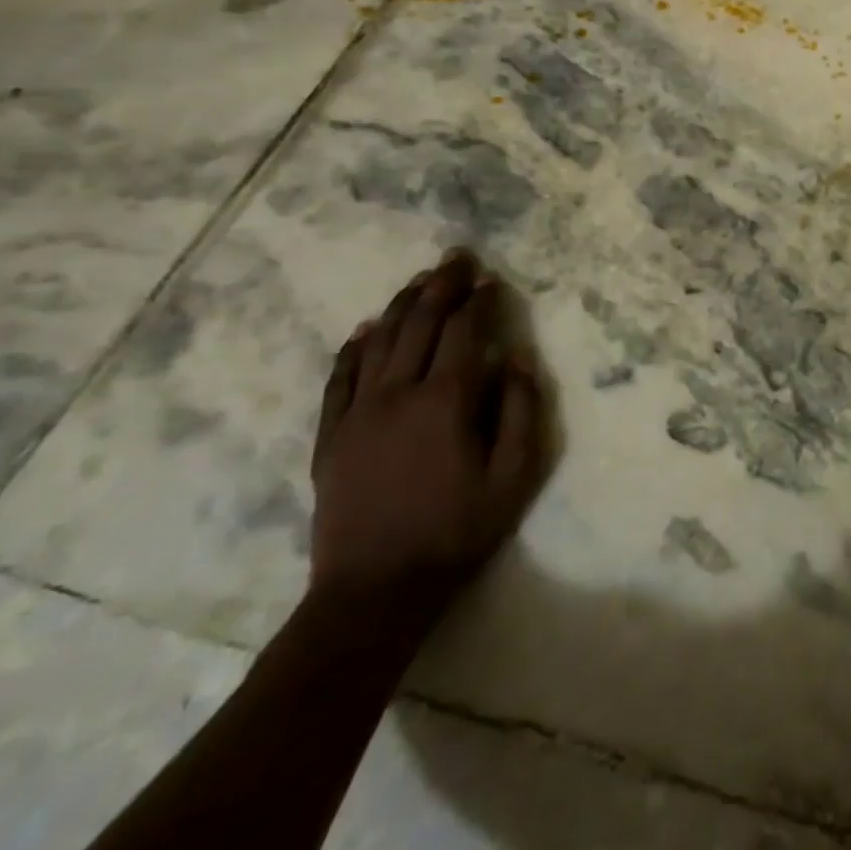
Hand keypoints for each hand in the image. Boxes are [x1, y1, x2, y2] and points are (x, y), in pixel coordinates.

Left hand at [309, 250, 548, 627]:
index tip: (492, 280)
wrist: (374, 591)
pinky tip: (363, 330)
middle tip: (456, 258)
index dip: (479, 301)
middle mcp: (396, 394)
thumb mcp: (514, 475)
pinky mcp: (330, 437)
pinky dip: (353, 349)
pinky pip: (339, 379)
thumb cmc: (457, 530)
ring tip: (418, 280)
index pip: (463, 332)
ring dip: (400, 305)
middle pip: (418, 324)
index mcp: (445, 401)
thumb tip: (515, 357)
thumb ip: (520, 409)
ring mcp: (356, 414)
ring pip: (377, 342)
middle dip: (440, 286)